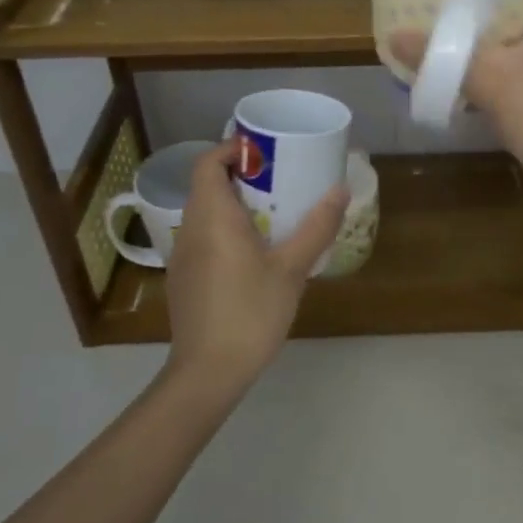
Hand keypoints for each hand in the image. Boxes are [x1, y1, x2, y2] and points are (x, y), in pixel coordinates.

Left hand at [163, 144, 348, 389]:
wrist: (208, 373)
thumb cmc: (250, 312)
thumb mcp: (292, 268)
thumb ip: (316, 227)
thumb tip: (340, 190)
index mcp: (212, 216)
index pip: (207, 163)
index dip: (231, 150)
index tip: (264, 153)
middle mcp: (190, 228)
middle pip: (207, 185)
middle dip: (240, 176)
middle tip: (279, 181)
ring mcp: (183, 256)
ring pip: (205, 213)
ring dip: (234, 204)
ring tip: (272, 214)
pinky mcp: (184, 279)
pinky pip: (203, 238)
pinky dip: (225, 230)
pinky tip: (253, 254)